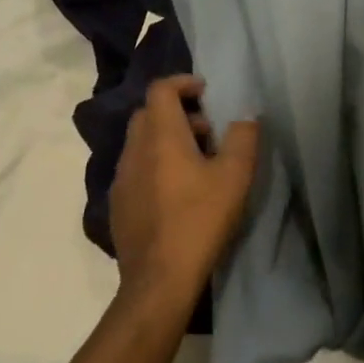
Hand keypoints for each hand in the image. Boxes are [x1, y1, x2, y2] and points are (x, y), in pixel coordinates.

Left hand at [111, 75, 259, 305]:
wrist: (159, 280)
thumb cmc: (200, 219)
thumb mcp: (236, 176)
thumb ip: (243, 137)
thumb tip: (246, 116)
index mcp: (160, 137)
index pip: (160, 90)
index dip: (183, 82)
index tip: (206, 92)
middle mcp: (134, 151)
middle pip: (148, 114)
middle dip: (178, 112)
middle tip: (208, 130)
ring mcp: (121, 179)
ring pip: (140, 143)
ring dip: (166, 140)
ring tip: (198, 163)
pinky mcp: (118, 205)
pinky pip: (136, 169)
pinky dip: (155, 165)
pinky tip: (177, 192)